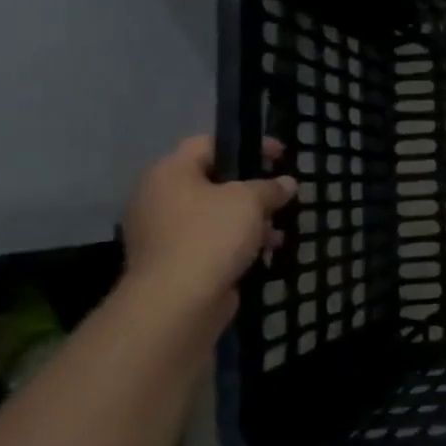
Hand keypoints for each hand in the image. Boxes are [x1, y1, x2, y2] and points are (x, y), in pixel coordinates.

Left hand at [121, 136, 296, 326]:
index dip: (247, 145)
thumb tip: (287, 183)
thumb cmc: (211, 235)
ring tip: (277, 233)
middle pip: (213, 182)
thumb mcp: (250, 201)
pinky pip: (209, 243)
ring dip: (248, 221)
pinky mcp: (172, 263)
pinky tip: (262, 253)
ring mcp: (162, 234)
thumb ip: (270, 187)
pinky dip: (235, 245)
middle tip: (280, 196)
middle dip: (251, 190)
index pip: (209, 143)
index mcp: (169, 173)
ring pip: (214, 216)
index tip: (280, 156)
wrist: (177, 302)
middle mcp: (158, 198)